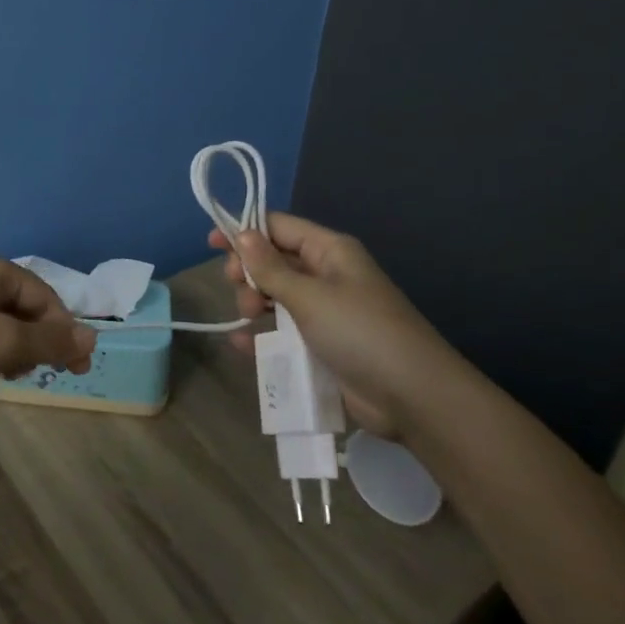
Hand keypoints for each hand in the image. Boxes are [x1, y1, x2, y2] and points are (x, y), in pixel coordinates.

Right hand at [210, 213, 450, 437]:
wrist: (413, 396)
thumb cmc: (359, 331)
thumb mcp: (309, 296)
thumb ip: (270, 267)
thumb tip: (242, 234)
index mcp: (330, 251)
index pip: (279, 227)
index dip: (245, 231)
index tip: (212, 242)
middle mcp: (327, 275)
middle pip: (275, 261)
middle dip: (250, 272)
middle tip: (238, 288)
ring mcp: (326, 312)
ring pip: (276, 297)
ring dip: (255, 303)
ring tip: (249, 319)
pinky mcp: (323, 345)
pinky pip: (284, 331)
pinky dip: (263, 335)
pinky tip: (243, 345)